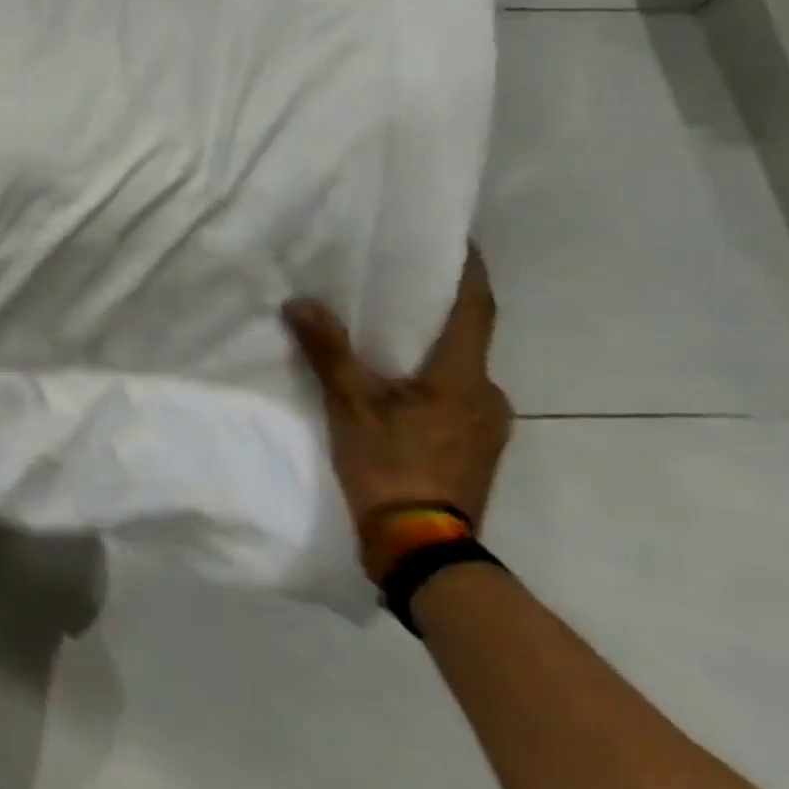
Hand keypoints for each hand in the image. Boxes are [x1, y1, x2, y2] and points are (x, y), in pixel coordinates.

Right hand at [282, 246, 512, 535]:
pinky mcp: (477, 450)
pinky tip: (398, 391)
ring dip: (431, 352)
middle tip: (398, 291)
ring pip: (459, 371)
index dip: (468, 270)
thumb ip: (328, 352)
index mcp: (464, 376)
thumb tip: (299, 303)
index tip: (455, 239)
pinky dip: (431, 383)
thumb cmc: (391, 466)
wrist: (422, 549)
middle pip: (466, 338)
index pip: (476, 306)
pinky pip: (456, 399)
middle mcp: (488, 394)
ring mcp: (489, 426)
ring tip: (390, 341)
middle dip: (436, 312)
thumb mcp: (351, 406)